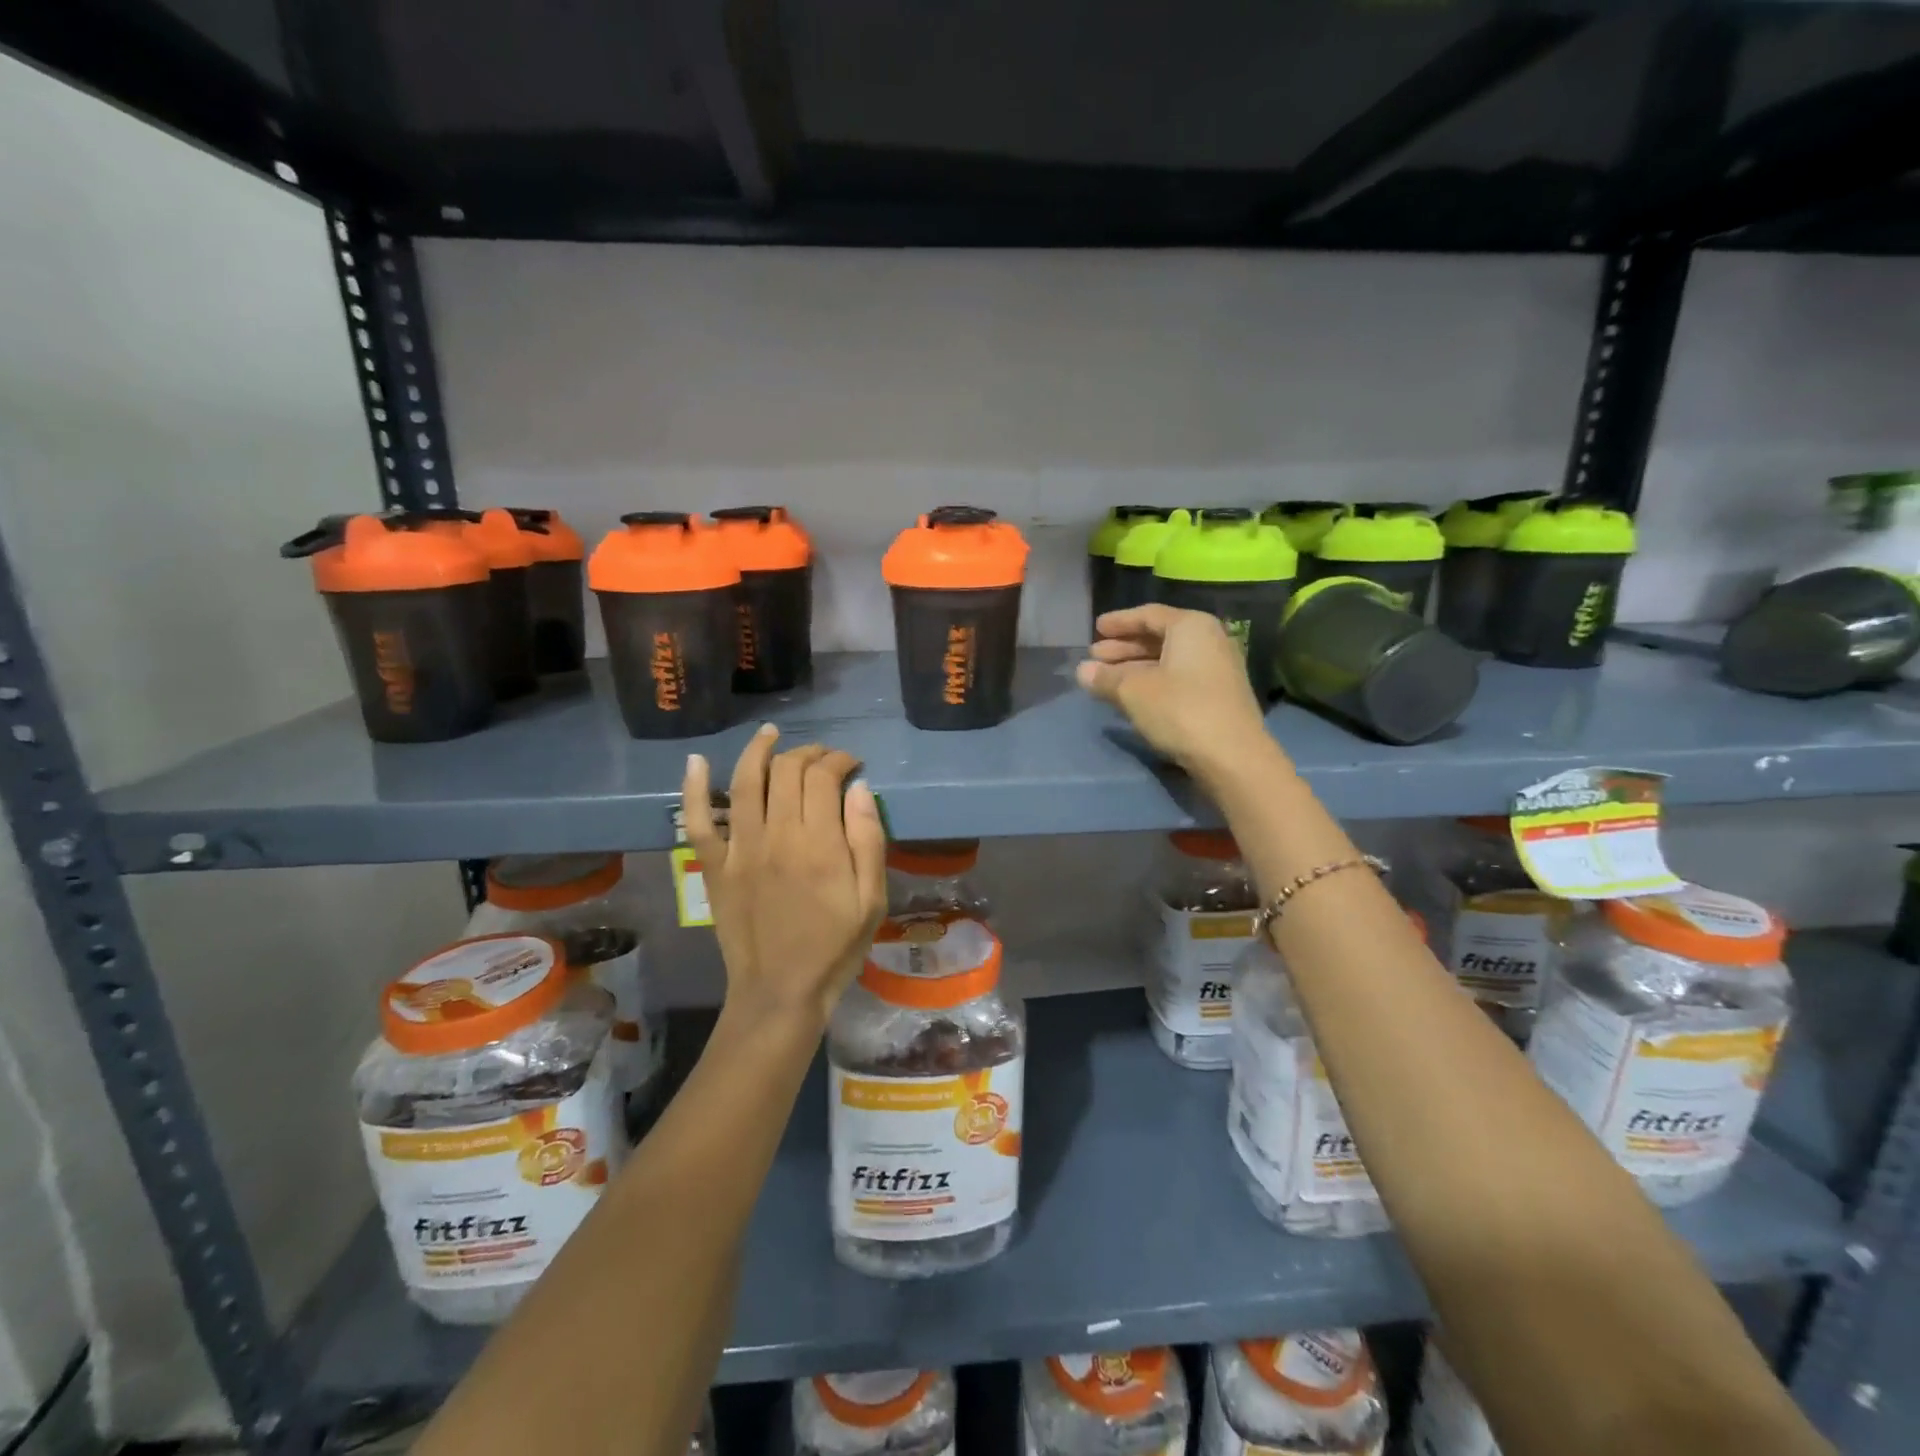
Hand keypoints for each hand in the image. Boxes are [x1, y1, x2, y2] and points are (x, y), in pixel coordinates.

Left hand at [682, 726, 888, 1028]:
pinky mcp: (713, 867)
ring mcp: (739, 849)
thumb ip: (868, 841)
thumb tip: (858, 788)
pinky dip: (693, 788)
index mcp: (819, 844)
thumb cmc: (835, 947)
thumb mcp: (872, 900)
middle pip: (787, 771)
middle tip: (823, 758)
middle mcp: (776, 836)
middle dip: (808, 753)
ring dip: (758, 750)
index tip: (852, 765)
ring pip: (744, 782)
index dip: (839, 760)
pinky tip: (695, 761)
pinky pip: (697, 821)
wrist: (780, 992)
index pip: (824, 777)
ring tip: (771, 733)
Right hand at [1076, 605, 1281, 779]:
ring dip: (1134, 668)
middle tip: (1095, 657)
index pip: (1149, 615)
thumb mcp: (1133, 691)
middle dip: (1124, 648)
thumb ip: (1105, 678)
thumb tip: (1082, 671)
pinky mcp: (1218, 696)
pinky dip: (1152, 682)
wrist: (1232, 756)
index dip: (1119, 622)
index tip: (1096, 629)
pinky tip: (1131, 696)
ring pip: (1167, 660)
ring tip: (1105, 679)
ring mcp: (1217, 669)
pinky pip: (1177, 678)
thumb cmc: (1179, 710)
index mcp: (1191, 626)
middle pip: (1159, 638)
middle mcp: (1209, 640)